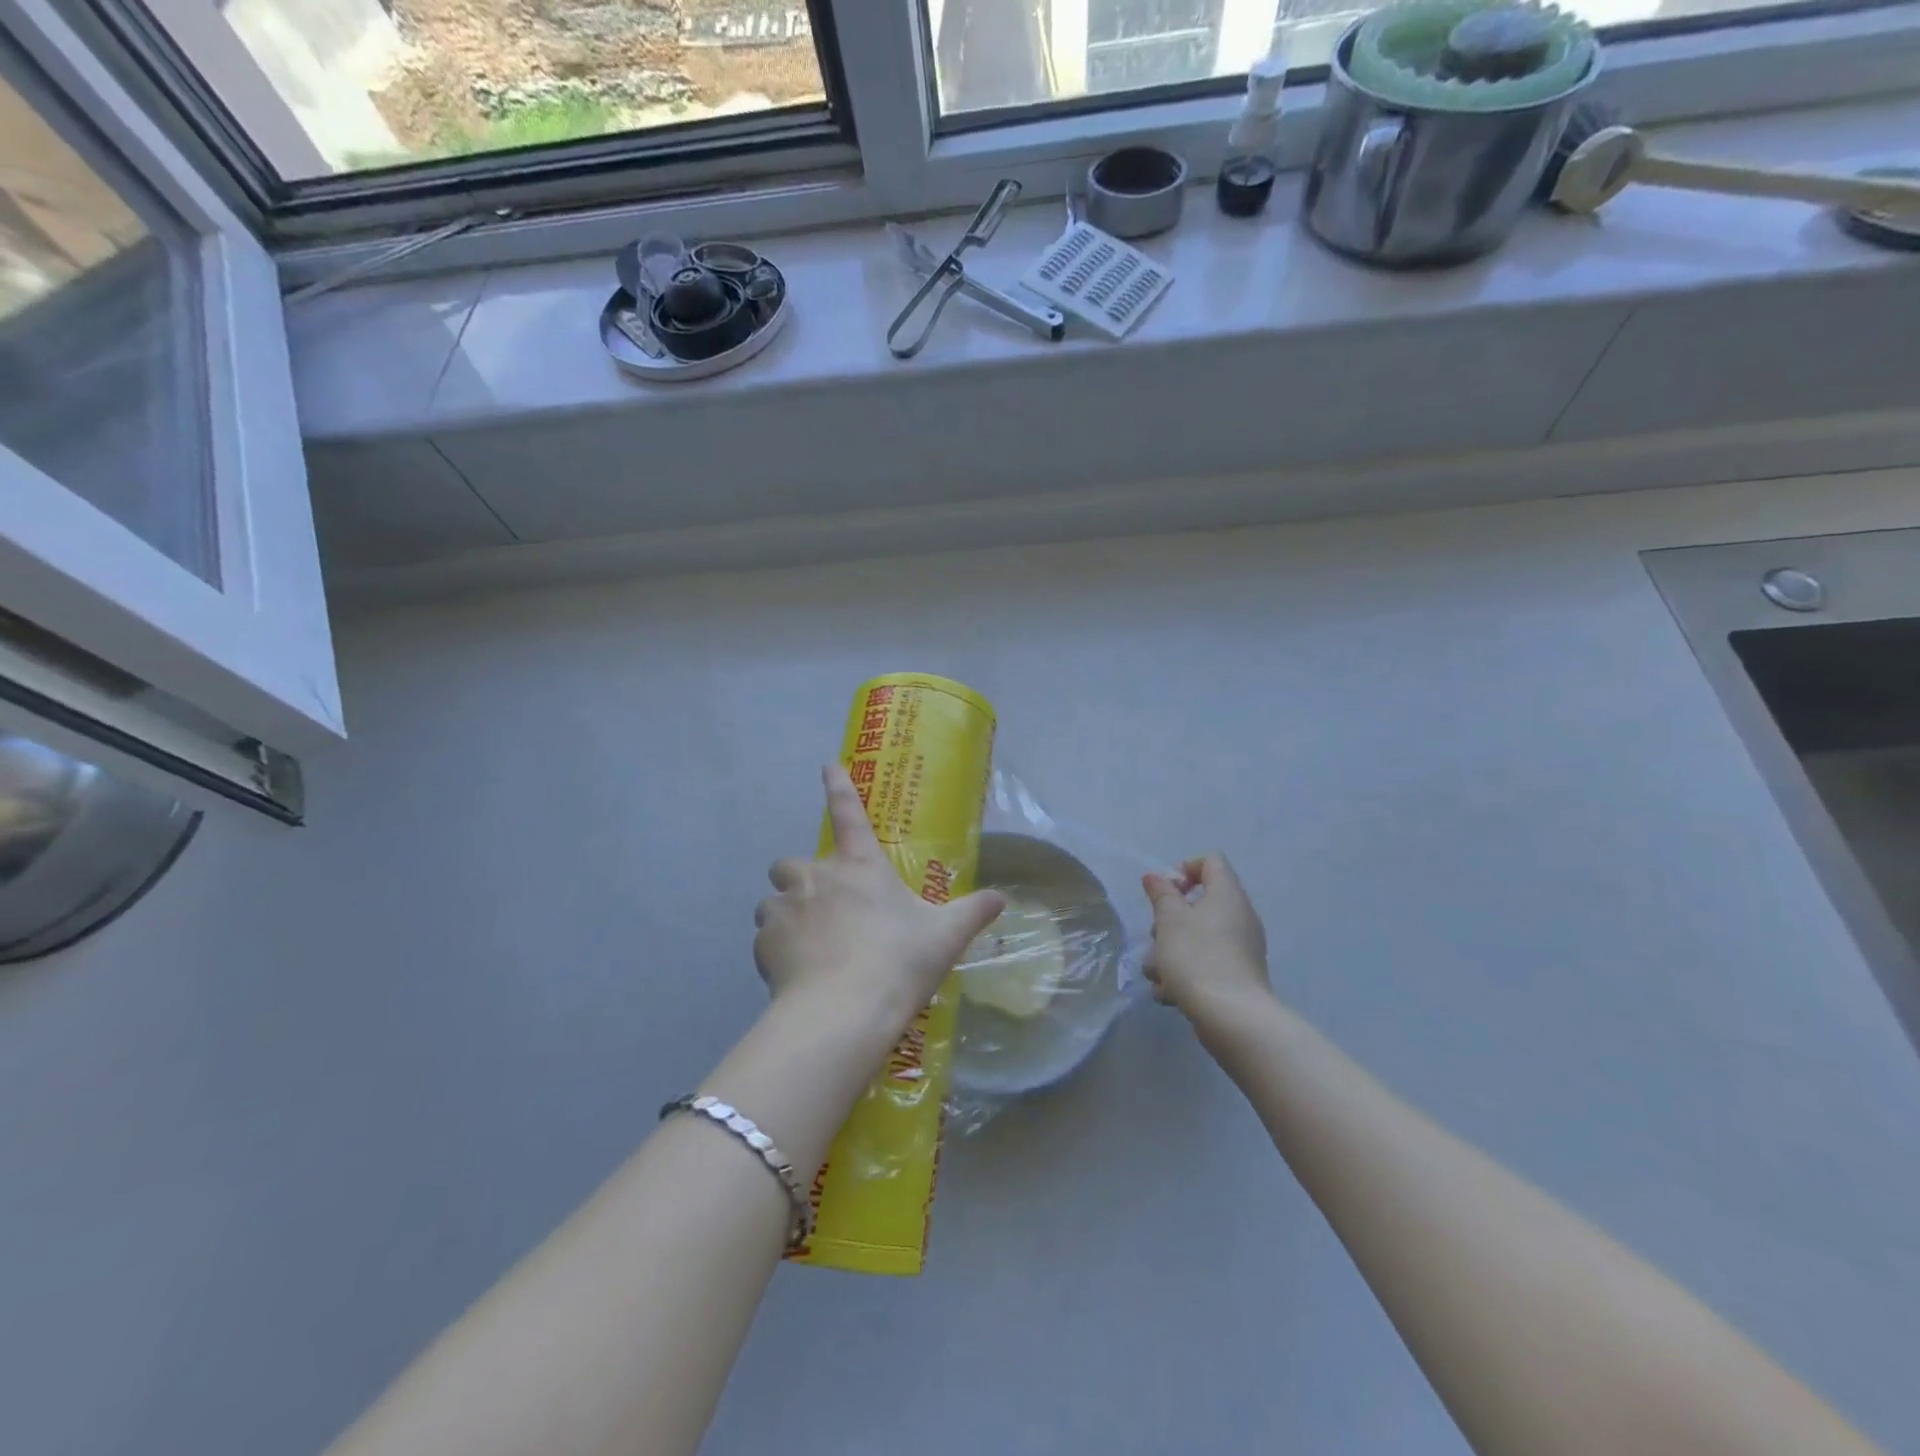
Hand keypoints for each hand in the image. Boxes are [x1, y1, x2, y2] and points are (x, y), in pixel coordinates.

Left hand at [754, 764, 1005, 1036]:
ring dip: (786, 914)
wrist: (843, 1011)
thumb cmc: (898, 961)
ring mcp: (784, 907)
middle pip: (791, 862)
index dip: (839, 785)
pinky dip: (776, 950)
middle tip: (823, 909)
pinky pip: (765, 938)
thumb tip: (1002, 897)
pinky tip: (796, 974)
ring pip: (773, 901)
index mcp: (860, 865)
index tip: (828, 764)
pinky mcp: (762, 943)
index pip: (849, 812)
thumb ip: (972, 912)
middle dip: (800, 879)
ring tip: (808, 945)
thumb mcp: (945, 937)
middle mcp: (816, 876)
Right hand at [1141, 854, 1272, 1025]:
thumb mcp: (1169, 919)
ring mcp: (1241, 949)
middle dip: (1170, 919)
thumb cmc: (1196, 956)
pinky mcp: (1237, 977)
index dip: (1185, 869)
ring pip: (1198, 938)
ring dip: (1171, 951)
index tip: (1166, 892)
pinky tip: (1169, 993)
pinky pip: (1206, 964)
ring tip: (1156, 972)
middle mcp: (1240, 917)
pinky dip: (1186, 974)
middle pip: (1200, 904)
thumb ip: (1161, 894)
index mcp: (1228, 895)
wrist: (1231, 1017)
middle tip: (1156, 935)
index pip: (1211, 862)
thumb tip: (1156, 876)